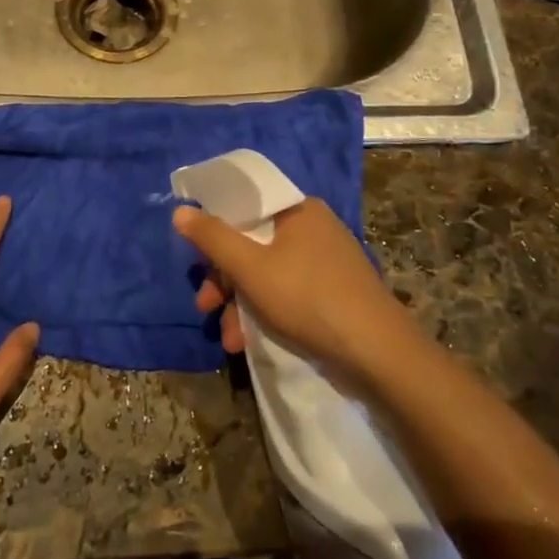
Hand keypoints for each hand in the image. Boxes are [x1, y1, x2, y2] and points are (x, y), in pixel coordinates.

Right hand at [175, 198, 418, 386]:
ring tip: (228, 337)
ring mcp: (326, 261)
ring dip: (241, 302)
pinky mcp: (333, 292)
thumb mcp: (250, 267)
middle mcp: (313, 227)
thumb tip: (180, 211)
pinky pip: (288, 291)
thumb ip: (213, 238)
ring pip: (268, 271)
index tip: (198, 258)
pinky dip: (266, 311)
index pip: (246, 204)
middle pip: (253, 242)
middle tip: (205, 305)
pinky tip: (249, 341)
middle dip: (225, 278)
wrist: (377, 353)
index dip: (216, 227)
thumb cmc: (308, 298)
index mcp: (298, 209)